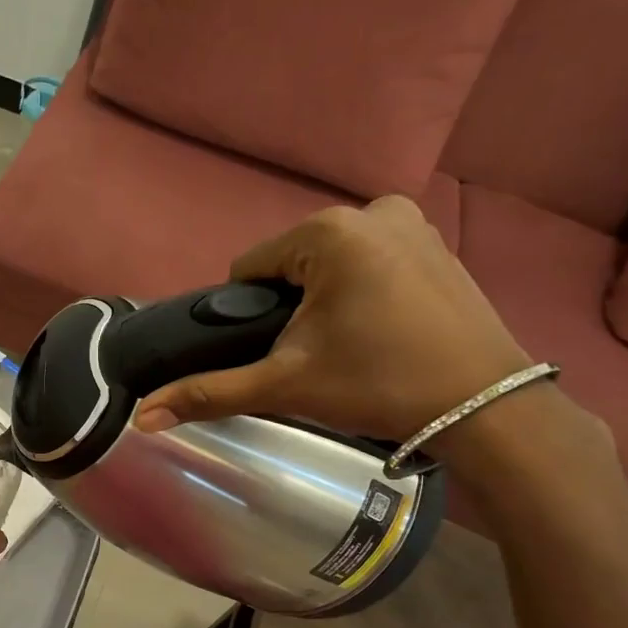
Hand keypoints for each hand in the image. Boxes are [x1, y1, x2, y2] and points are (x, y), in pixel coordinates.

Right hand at [135, 198, 531, 443]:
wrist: (486, 408)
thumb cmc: (378, 385)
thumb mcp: (286, 385)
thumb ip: (210, 393)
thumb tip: (141, 418)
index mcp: (328, 231)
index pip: (249, 271)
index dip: (251, 318)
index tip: (280, 354)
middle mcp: (369, 210)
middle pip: (290, 266)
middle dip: (290, 309)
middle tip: (317, 357)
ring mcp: (411, 222)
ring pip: (328, 264)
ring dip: (323, 301)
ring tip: (351, 347)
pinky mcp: (436, 242)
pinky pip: (368, 261)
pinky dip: (361, 291)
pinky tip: (380, 330)